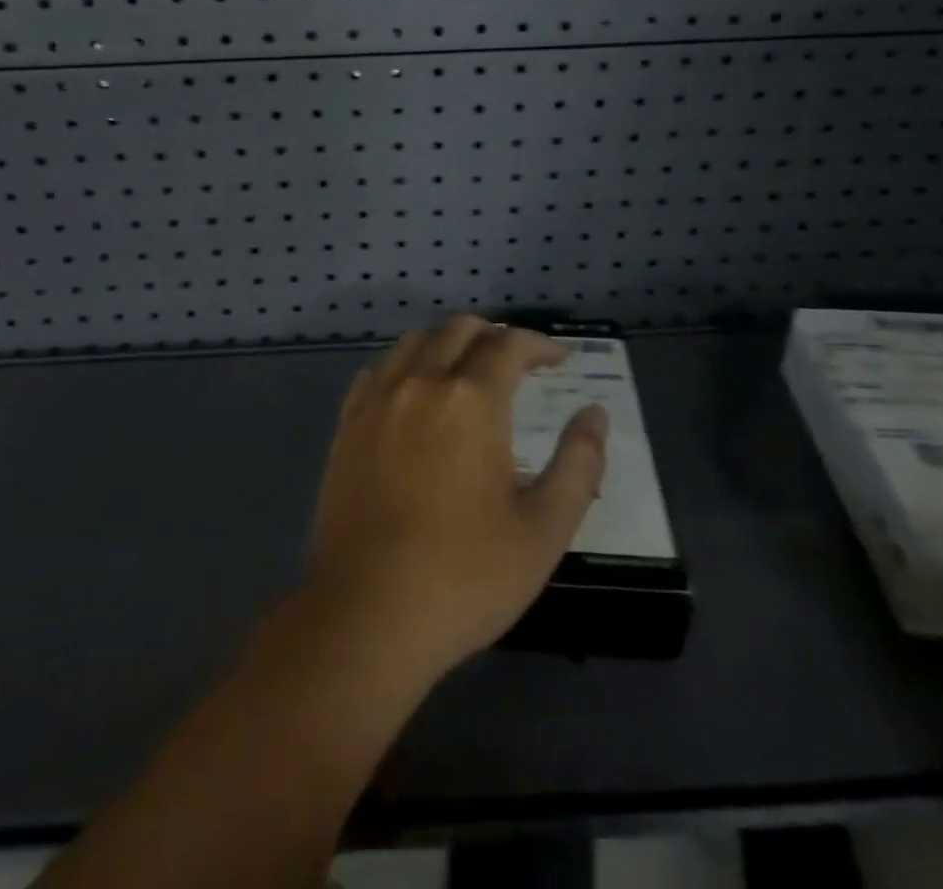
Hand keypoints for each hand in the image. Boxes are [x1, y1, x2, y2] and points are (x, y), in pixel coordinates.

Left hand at [303, 315, 607, 683]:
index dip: (541, 345)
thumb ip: (579, 464)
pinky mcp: (348, 424)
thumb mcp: (544, 529)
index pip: (510, 345)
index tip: (561, 359)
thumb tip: (595, 415)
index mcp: (470, 399)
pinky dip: (406, 364)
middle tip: (520, 362)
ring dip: (449, 343)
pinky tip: (415, 392)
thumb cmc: (465, 576)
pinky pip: (378, 370)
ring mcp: (377, 400)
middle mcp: (420, 382)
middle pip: (459, 329)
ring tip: (469, 369)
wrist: (368, 613)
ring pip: (415, 342)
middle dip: (496, 336)